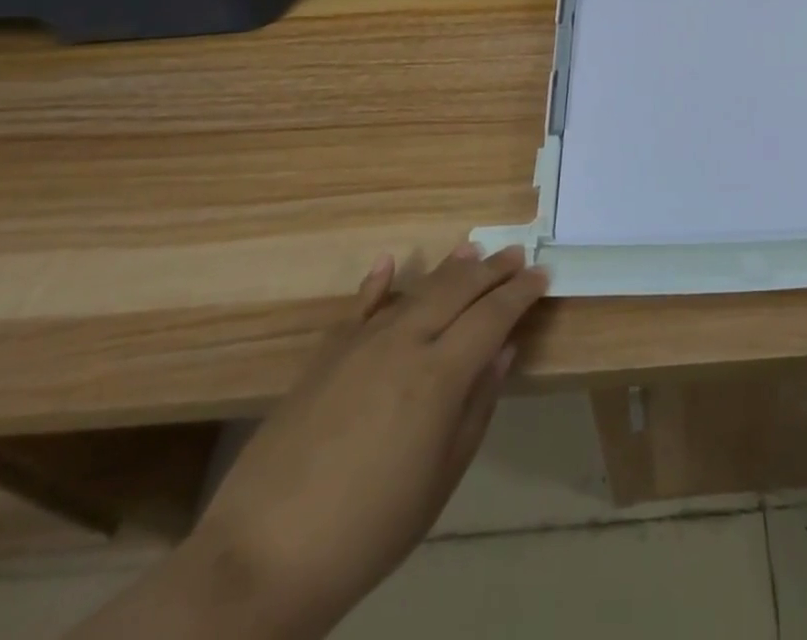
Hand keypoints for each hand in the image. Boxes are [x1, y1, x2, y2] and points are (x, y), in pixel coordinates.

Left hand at [187, 245, 548, 635]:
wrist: (263, 557)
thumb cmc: (370, 529)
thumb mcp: (441, 477)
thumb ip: (477, 405)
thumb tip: (503, 350)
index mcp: (439, 375)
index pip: (492, 316)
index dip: (520, 293)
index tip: (543, 274)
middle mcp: (403, 343)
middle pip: (456, 291)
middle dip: (491, 270)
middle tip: (516, 253)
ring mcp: (359, 345)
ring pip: (414, 291)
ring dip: (447, 269)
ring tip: (472, 249)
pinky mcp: (324, 356)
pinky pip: (357, 308)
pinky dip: (376, 282)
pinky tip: (388, 261)